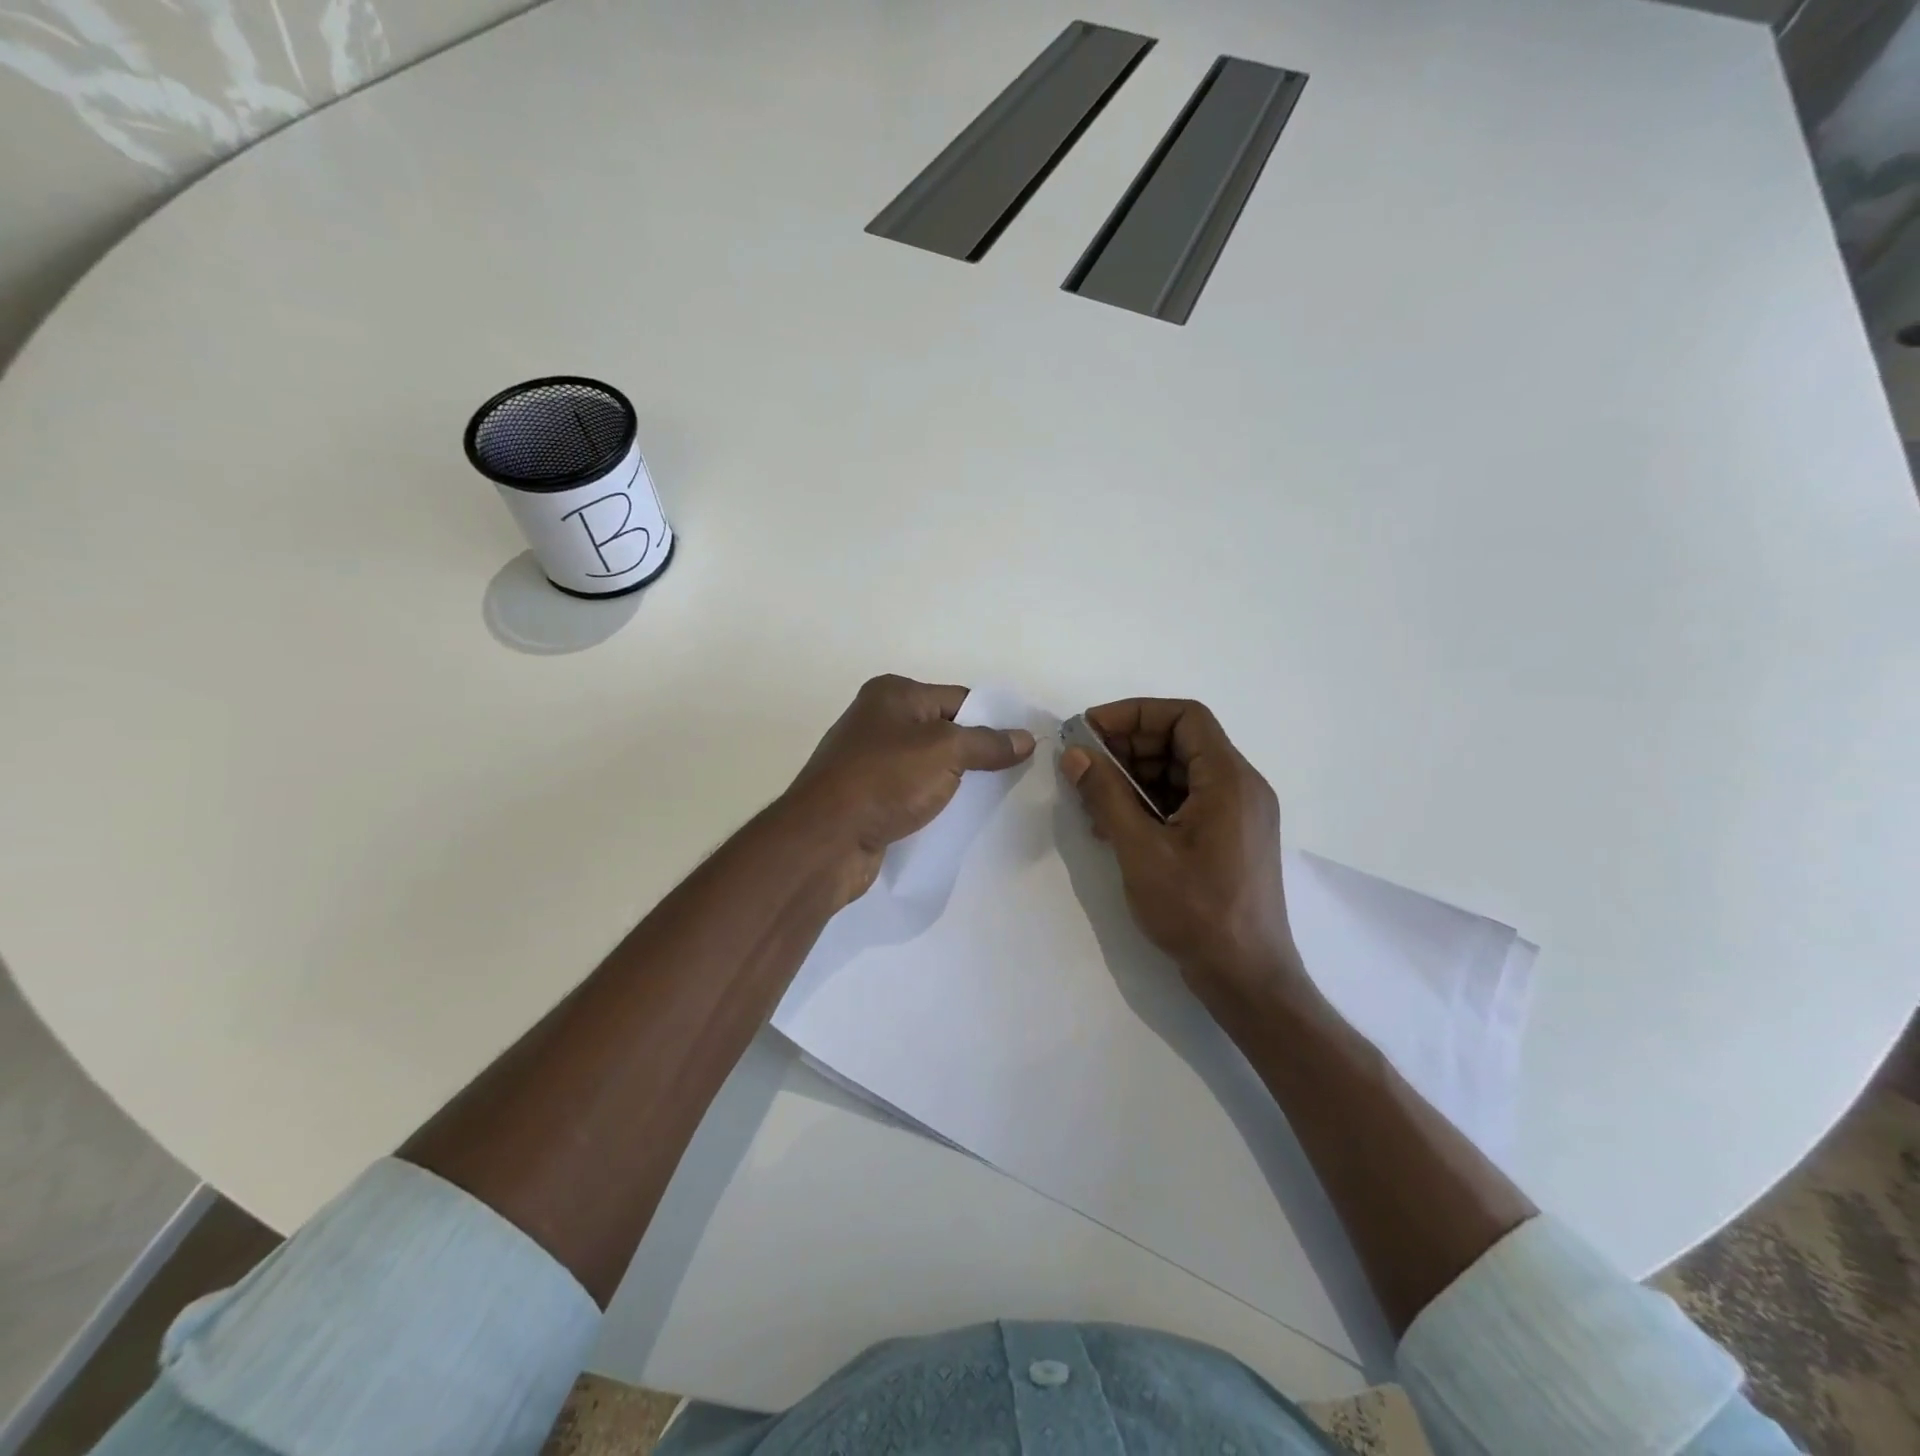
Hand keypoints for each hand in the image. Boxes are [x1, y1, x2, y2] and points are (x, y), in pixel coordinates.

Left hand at [784, 674, 1035, 904]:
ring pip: (928, 764)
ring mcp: (869, 760)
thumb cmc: (885, 780)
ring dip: (956, 780)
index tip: (1024, 745)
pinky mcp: (867, 796)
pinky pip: (912, 791)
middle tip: (1015, 773)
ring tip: (993, 798)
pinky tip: (956, 817)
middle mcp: (877, 720)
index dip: (993, 719)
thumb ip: (988, 743)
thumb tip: (1025, 739)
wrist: (826, 840)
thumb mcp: (946, 752)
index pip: (958, 698)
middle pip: (943, 730)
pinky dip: (933, 800)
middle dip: (976, 752)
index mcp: (893, 694)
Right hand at [1059, 698, 1308, 1026]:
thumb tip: (1076, 754)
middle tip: (1083, 764)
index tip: (1091, 729)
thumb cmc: (1197, 912)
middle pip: (1181, 742)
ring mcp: (1238, 814)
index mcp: (1229, 780)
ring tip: (1091, 798)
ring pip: (1180, 773)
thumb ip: (1106, 795)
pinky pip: (1186, 801)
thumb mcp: (1140, 850)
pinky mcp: (1229, 838)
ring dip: (1134, 776)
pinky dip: (1149, 803)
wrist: (1246, 979)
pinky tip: (1114, 824)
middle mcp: (1241, 787)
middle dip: (1128, 746)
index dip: (1134, 714)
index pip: (1184, 717)